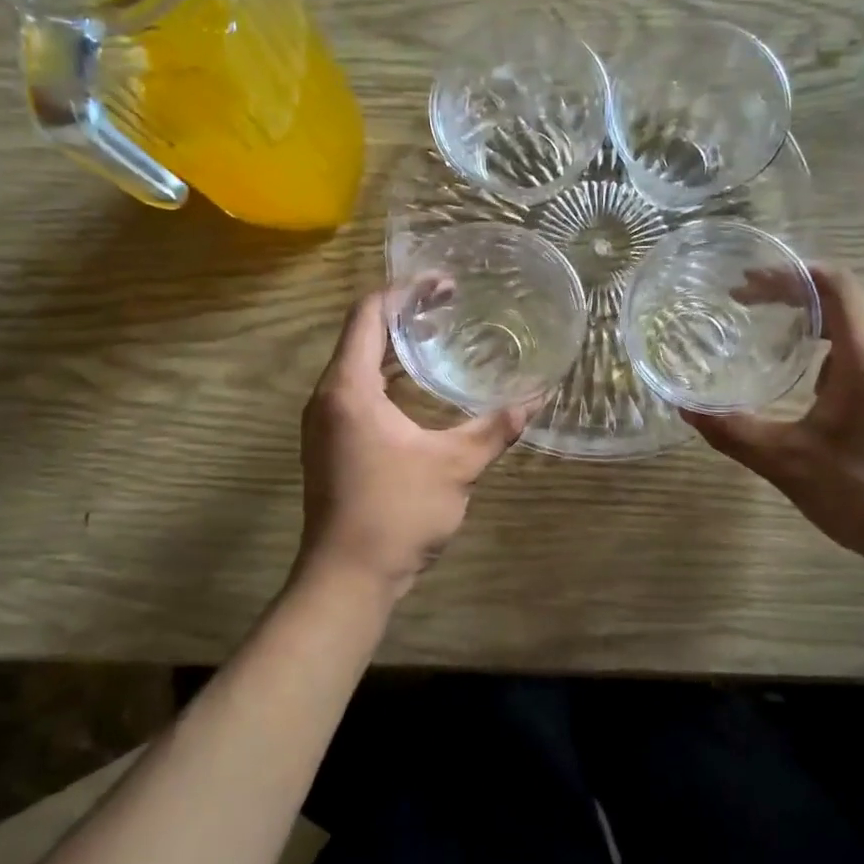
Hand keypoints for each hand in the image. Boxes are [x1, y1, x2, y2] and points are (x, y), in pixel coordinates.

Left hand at [297, 290, 533, 599]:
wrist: (348, 578)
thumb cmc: (397, 513)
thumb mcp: (456, 466)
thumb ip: (496, 427)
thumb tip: (539, 396)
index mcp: (349, 388)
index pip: (368, 314)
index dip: (406, 292)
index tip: (445, 285)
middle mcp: (328, 397)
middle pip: (360, 335)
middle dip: (404, 316)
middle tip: (450, 307)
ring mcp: (324, 423)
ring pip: (357, 366)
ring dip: (394, 348)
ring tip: (440, 338)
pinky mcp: (330, 445)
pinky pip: (357, 393)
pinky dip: (387, 378)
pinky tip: (420, 390)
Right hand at [684, 266, 863, 569]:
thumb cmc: (863, 494)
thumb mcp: (786, 462)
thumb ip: (732, 431)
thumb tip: (684, 407)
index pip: (835, 285)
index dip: (789, 275)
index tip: (745, 285)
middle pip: (846, 297)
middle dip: (793, 291)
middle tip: (745, 301)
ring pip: (858, 322)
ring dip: (813, 316)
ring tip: (768, 326)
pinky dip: (829, 342)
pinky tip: (802, 372)